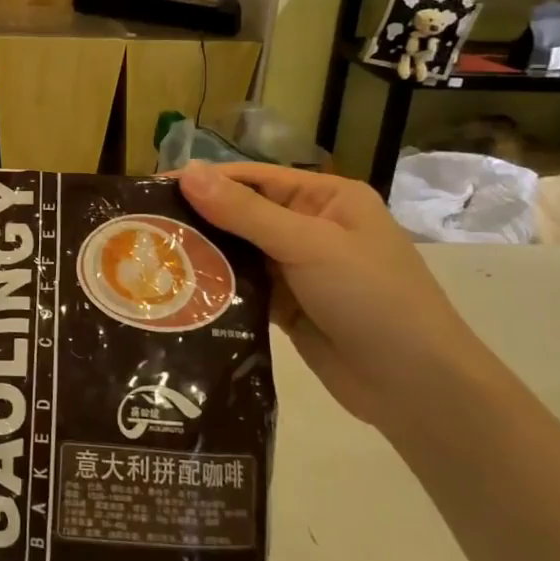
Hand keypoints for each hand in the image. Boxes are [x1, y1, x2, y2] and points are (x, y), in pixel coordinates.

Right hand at [177, 163, 489, 432]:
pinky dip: (217, 287)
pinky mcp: (288, 307)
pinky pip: (244, 288)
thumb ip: (245, 212)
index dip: (204, 181)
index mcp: (327, 199)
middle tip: (142, 227)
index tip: (152, 188)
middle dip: (198, 219)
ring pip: (240, 253)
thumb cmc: (372, 298)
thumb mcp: (309, 245)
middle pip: (242, 214)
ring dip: (204, 255)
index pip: (253, 179)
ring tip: (150, 256)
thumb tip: (188, 172)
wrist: (417, 388)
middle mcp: (311, 228)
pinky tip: (179, 290)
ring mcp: (299, 270)